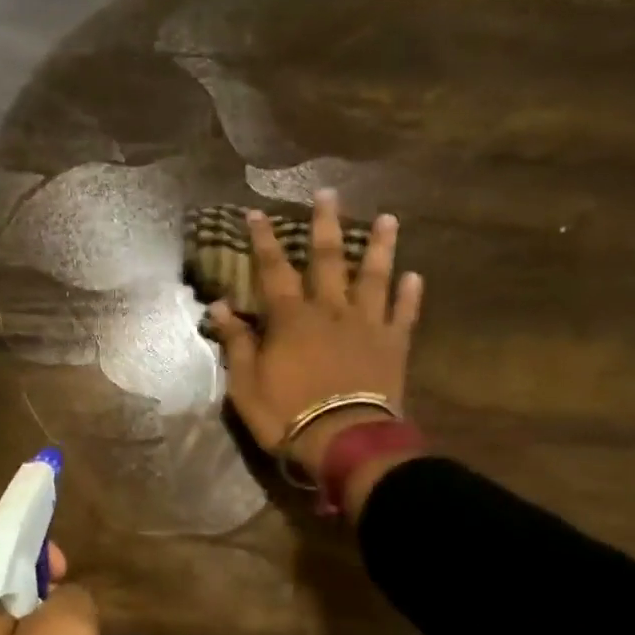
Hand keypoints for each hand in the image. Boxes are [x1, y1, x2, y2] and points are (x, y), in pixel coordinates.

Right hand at [211, 189, 424, 513]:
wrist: (343, 441)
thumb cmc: (286, 414)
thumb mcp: (245, 384)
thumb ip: (235, 342)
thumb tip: (220, 306)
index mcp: (291, 318)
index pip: (273, 269)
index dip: (263, 240)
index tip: (257, 213)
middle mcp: (331, 310)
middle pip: (329, 259)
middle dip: (326, 224)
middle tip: (328, 193)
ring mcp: (367, 325)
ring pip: (375, 277)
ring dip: (380, 247)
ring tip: (388, 219)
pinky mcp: (393, 346)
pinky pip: (404, 314)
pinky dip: (410, 295)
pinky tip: (415, 276)